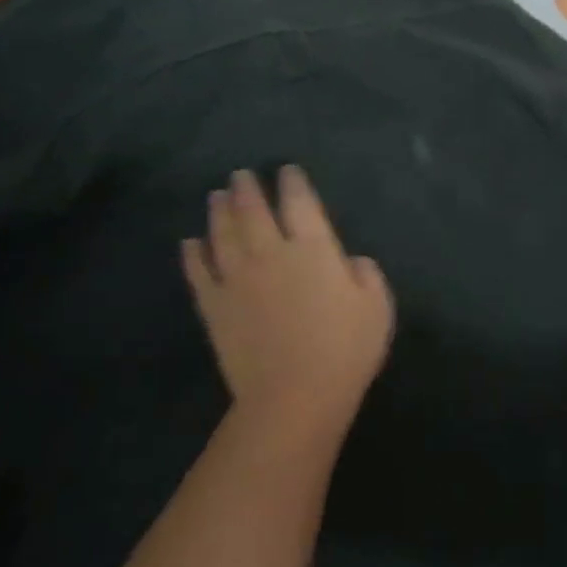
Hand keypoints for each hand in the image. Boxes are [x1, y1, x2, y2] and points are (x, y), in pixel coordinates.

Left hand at [181, 166, 393, 443]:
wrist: (294, 395)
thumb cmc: (345, 350)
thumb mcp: (377, 307)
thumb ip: (366, 274)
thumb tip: (349, 260)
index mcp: (314, 249)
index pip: (300, 203)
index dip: (293, 183)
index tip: (287, 171)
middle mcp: (272, 253)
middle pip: (254, 211)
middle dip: (248, 188)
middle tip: (241, 175)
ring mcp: (238, 278)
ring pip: (223, 233)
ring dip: (219, 211)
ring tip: (217, 195)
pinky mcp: (214, 306)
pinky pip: (199, 272)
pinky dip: (193, 254)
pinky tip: (189, 242)